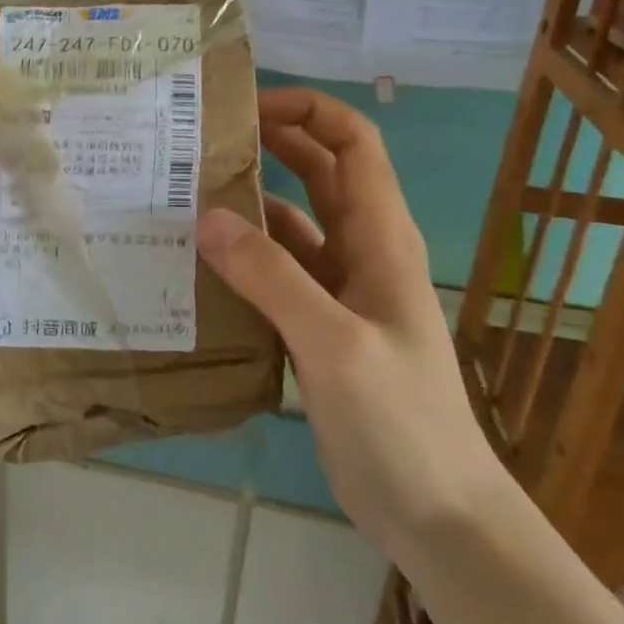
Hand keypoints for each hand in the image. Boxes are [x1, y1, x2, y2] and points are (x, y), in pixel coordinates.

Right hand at [197, 88, 509, 560]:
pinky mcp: (317, 324)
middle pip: (319, 171)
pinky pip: (276, 270)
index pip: (353, 143)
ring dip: (248, 200)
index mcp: (381, 237)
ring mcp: (339, 289)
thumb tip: (207, 217)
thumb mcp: (335, 344)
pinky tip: (199, 259)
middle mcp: (361, 250)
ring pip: (291, 221)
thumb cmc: (401, 423)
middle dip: (270, 143)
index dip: (308, 111)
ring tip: (185, 190)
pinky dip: (242, 255)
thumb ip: (272, 278)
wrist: (438, 516)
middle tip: (201, 138)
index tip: (247, 106)